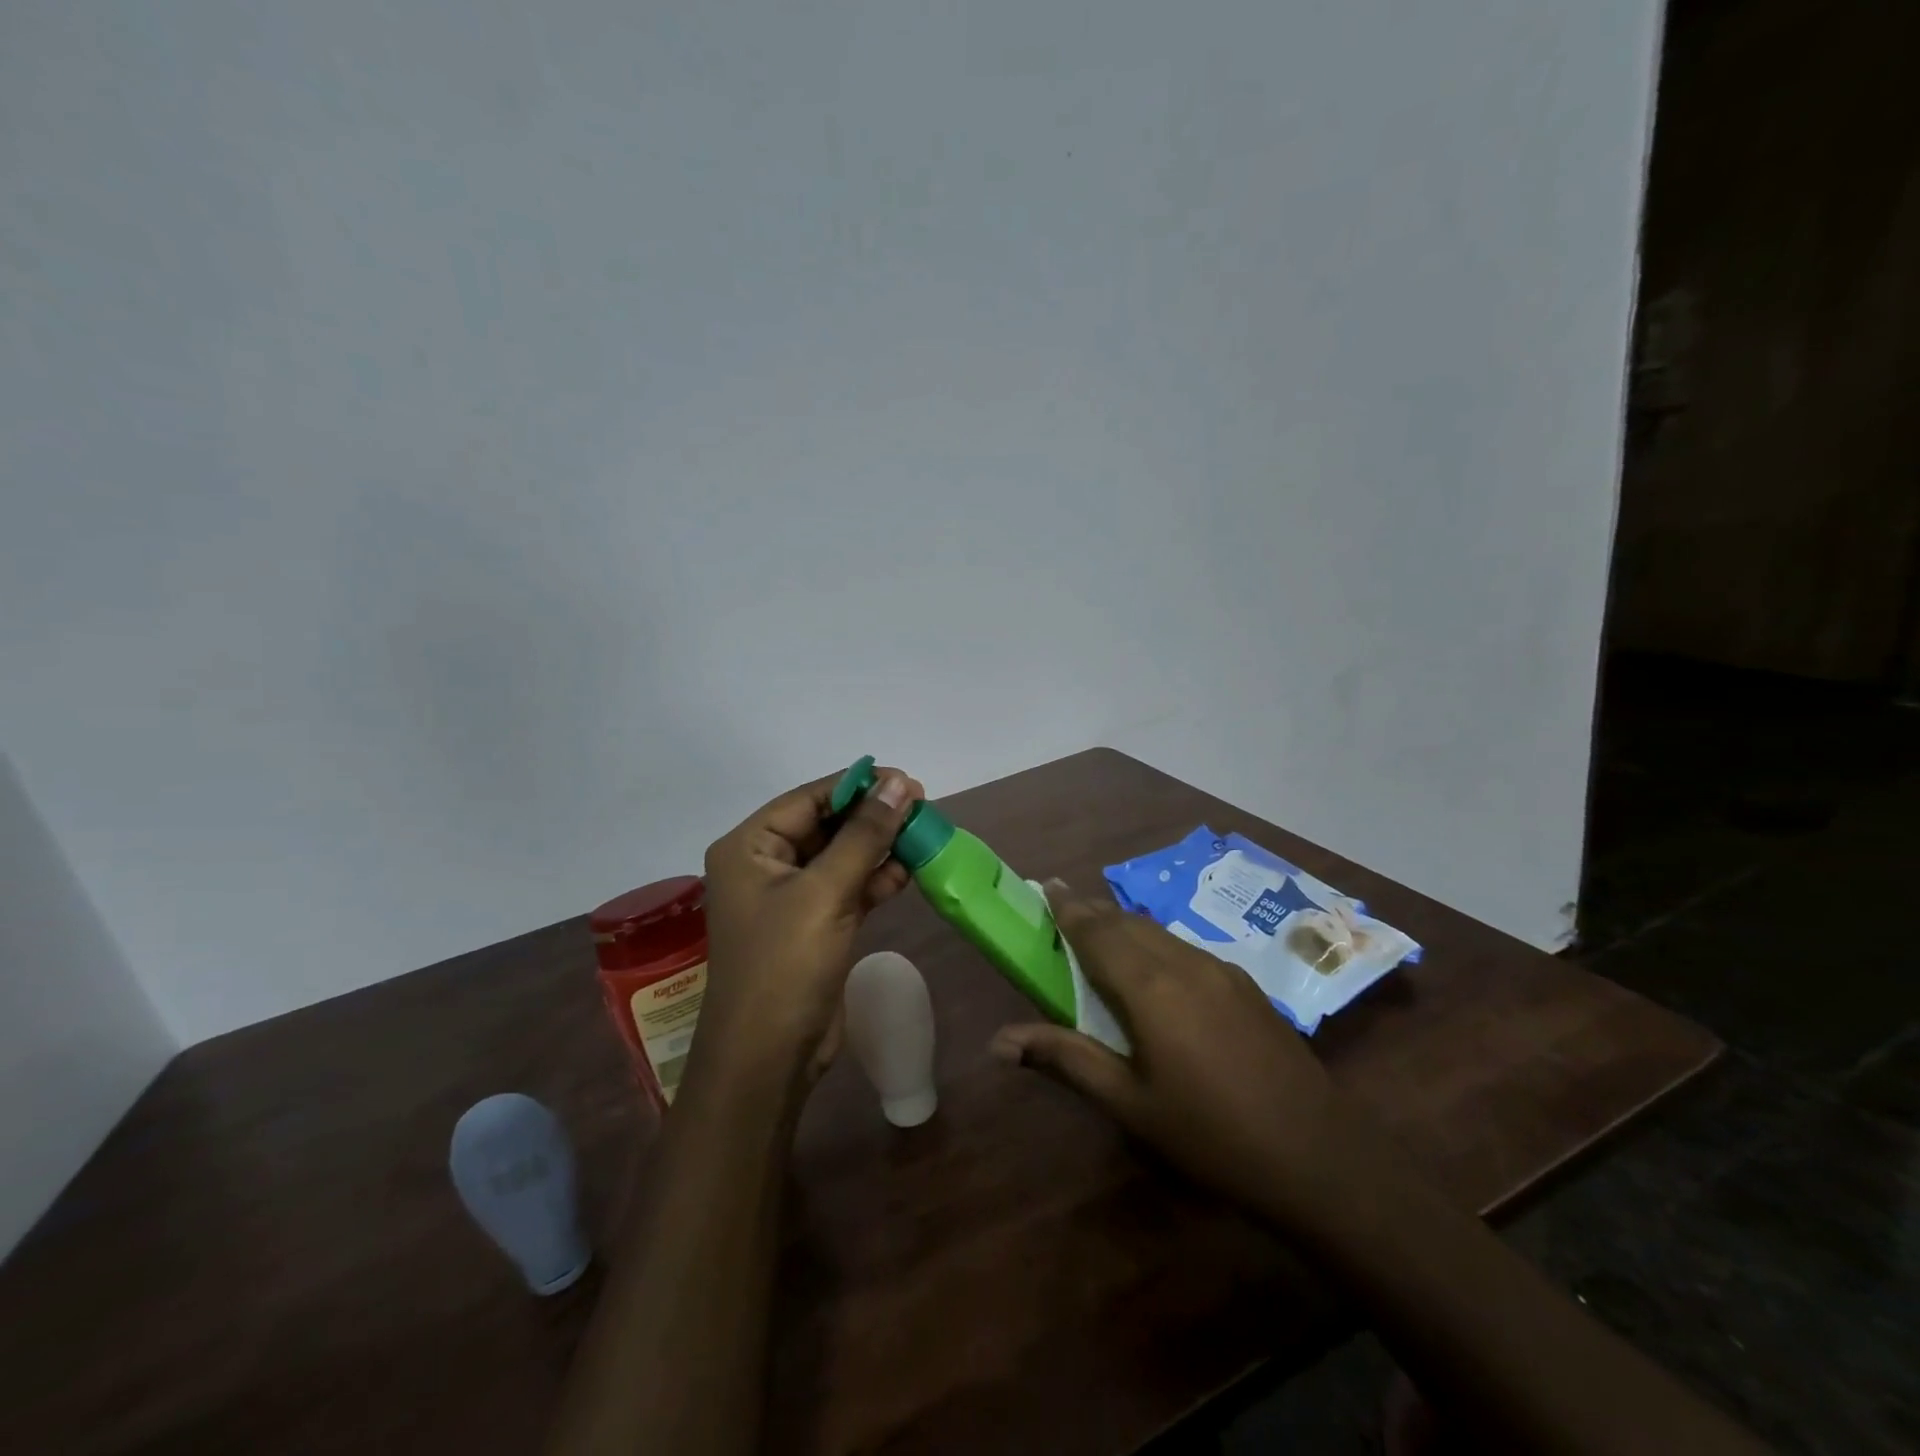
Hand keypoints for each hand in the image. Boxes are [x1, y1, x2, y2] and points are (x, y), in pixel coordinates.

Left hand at [692, 766, 924, 1101]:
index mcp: (750, 847)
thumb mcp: (826, 892)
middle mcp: (765, 865)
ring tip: (923, 833)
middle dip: (872, 816)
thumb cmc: (785, 965)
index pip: (808, 799)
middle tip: (922, 807)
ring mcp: (790, 898)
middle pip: (826, 825)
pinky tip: (908, 870)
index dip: (858, 786)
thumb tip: (899, 783)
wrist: (768, 1059)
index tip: (906, 780)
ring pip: (841, 856)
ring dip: (879, 846)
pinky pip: (848, 888)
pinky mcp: (813, 925)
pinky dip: (876, 879)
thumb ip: (865, 835)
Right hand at [991, 883, 1360, 1232]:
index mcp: (1150, 987)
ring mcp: (1221, 970)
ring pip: (1160, 933)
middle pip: (1128, 923)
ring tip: (1102, 931)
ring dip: (1125, 926)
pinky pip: (1186, 948)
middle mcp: (1184, 963)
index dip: (1069, 909)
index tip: (1049, 886)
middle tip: (1066, 907)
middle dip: (1094, 912)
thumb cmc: (1210, 1134)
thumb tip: (999, 1042)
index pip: (1097, 933)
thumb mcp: (1129, 1103)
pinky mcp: (1246, 985)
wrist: (1318, 1155)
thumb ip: (1066, 1060)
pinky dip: (1156, 943)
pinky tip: (1156, 966)